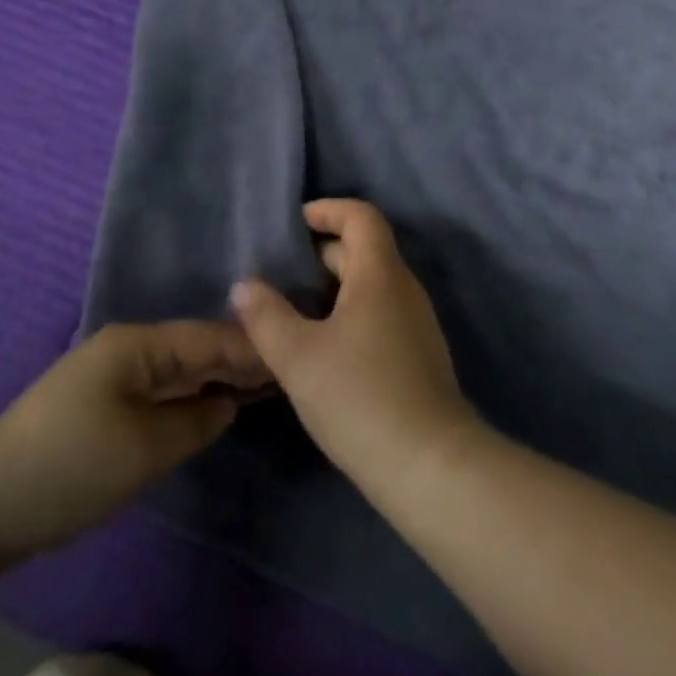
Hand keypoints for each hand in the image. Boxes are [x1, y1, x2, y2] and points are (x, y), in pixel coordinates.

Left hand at [0, 321, 271, 578]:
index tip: (293, 353)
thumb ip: (195, 420)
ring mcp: (110, 377)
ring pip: (178, 370)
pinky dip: (189, 396)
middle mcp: (127, 349)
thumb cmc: (68, 467)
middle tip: (288, 369)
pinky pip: (159, 391)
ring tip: (262, 385)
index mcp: (137, 345)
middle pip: (195, 348)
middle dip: (238, 358)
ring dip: (215, 377)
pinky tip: (211, 406)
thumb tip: (227, 403)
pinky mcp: (101, 406)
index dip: (251, 348)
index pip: (208, 338)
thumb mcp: (143, 448)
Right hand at [231, 199, 479, 494]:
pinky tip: (323, 347)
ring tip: (293, 310)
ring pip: (371, 285)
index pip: (361, 216)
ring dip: (333, 287)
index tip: (294, 224)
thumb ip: (266, 316)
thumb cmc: (359, 397)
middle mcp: (404, 288)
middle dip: (322, 252)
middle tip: (280, 273)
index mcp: (380, 273)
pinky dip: (349, 313)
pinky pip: (379, 313)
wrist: (430, 465)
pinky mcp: (418, 355)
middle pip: (365, 249)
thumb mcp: (298, 357)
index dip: (328, 210)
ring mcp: (416, 323)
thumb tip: (246, 285)